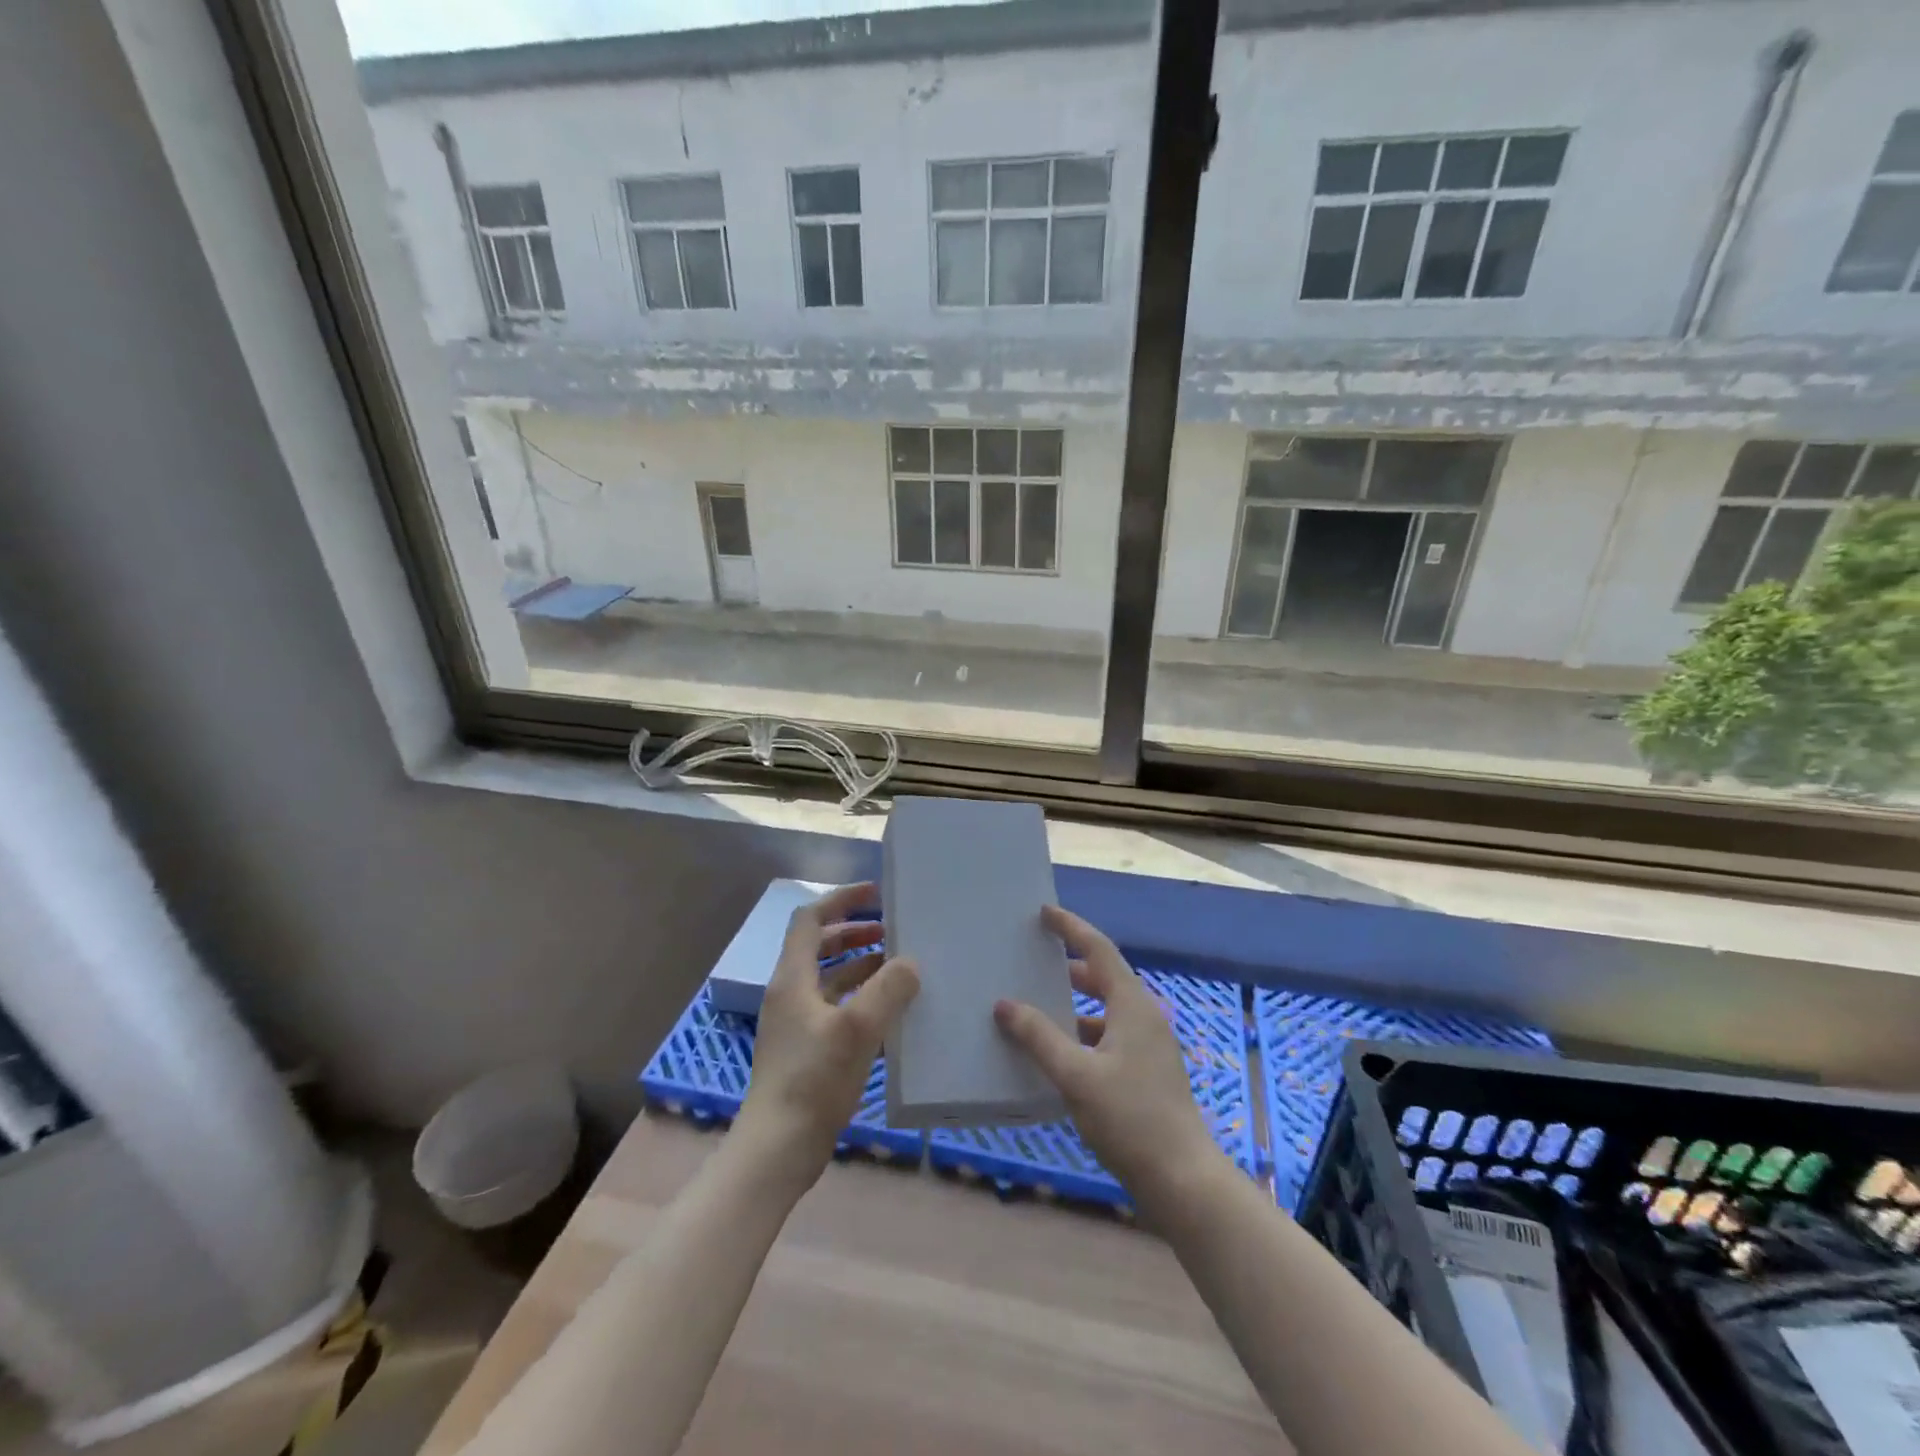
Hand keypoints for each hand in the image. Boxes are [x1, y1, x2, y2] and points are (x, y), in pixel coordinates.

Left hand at [733, 883, 918, 1188]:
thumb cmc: (812, 1081)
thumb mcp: (857, 1029)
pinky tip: (889, 1011)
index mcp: (792, 979)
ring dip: (860, 964)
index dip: (841, 900)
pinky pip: (836, 1007)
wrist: (777, 1150)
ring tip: (897, 965)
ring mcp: (796, 1024)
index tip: (875, 894)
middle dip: (854, 931)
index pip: (810, 920)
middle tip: (891, 929)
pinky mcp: (806, 1050)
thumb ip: (887, 989)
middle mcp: (790, 994)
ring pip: (830, 978)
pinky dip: (860, 997)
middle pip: (819, 946)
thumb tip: (910, 962)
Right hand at [993, 905, 1218, 1203]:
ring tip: (1036, 1006)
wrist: (1183, 1181)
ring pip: (1105, 1010)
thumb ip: (1039, 1037)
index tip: (1044, 912)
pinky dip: (1081, 1034)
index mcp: (1132, 1005)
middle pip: (1103, 977)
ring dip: (1073, 1004)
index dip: (1071, 928)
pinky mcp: (1146, 1073)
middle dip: (1068, 966)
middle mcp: (1143, 1017)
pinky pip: (1108, 1037)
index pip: (1098, 950)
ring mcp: (1148, 1047)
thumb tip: (1004, 1004)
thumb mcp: (1077, 1075)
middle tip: (1033, 959)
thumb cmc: (1130, 1119)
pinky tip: (1057, 1055)